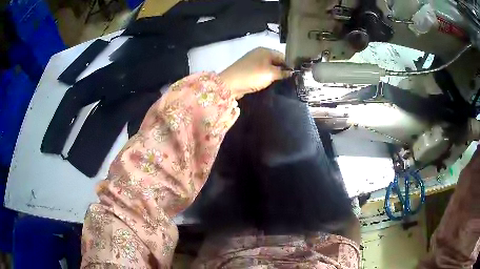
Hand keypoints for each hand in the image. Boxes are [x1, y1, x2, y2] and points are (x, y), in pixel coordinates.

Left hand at [219, 47, 291, 98]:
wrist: (230, 84)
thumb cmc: (252, 75)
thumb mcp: (271, 73)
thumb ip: (283, 72)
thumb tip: (291, 72)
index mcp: (265, 50)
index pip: (283, 55)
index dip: (289, 65)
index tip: (295, 75)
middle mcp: (259, 53)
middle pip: (275, 61)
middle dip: (282, 70)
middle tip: (289, 80)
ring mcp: (252, 61)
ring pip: (268, 67)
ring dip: (274, 74)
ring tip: (281, 82)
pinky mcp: (248, 70)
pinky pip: (261, 72)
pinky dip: (266, 77)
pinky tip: (269, 83)